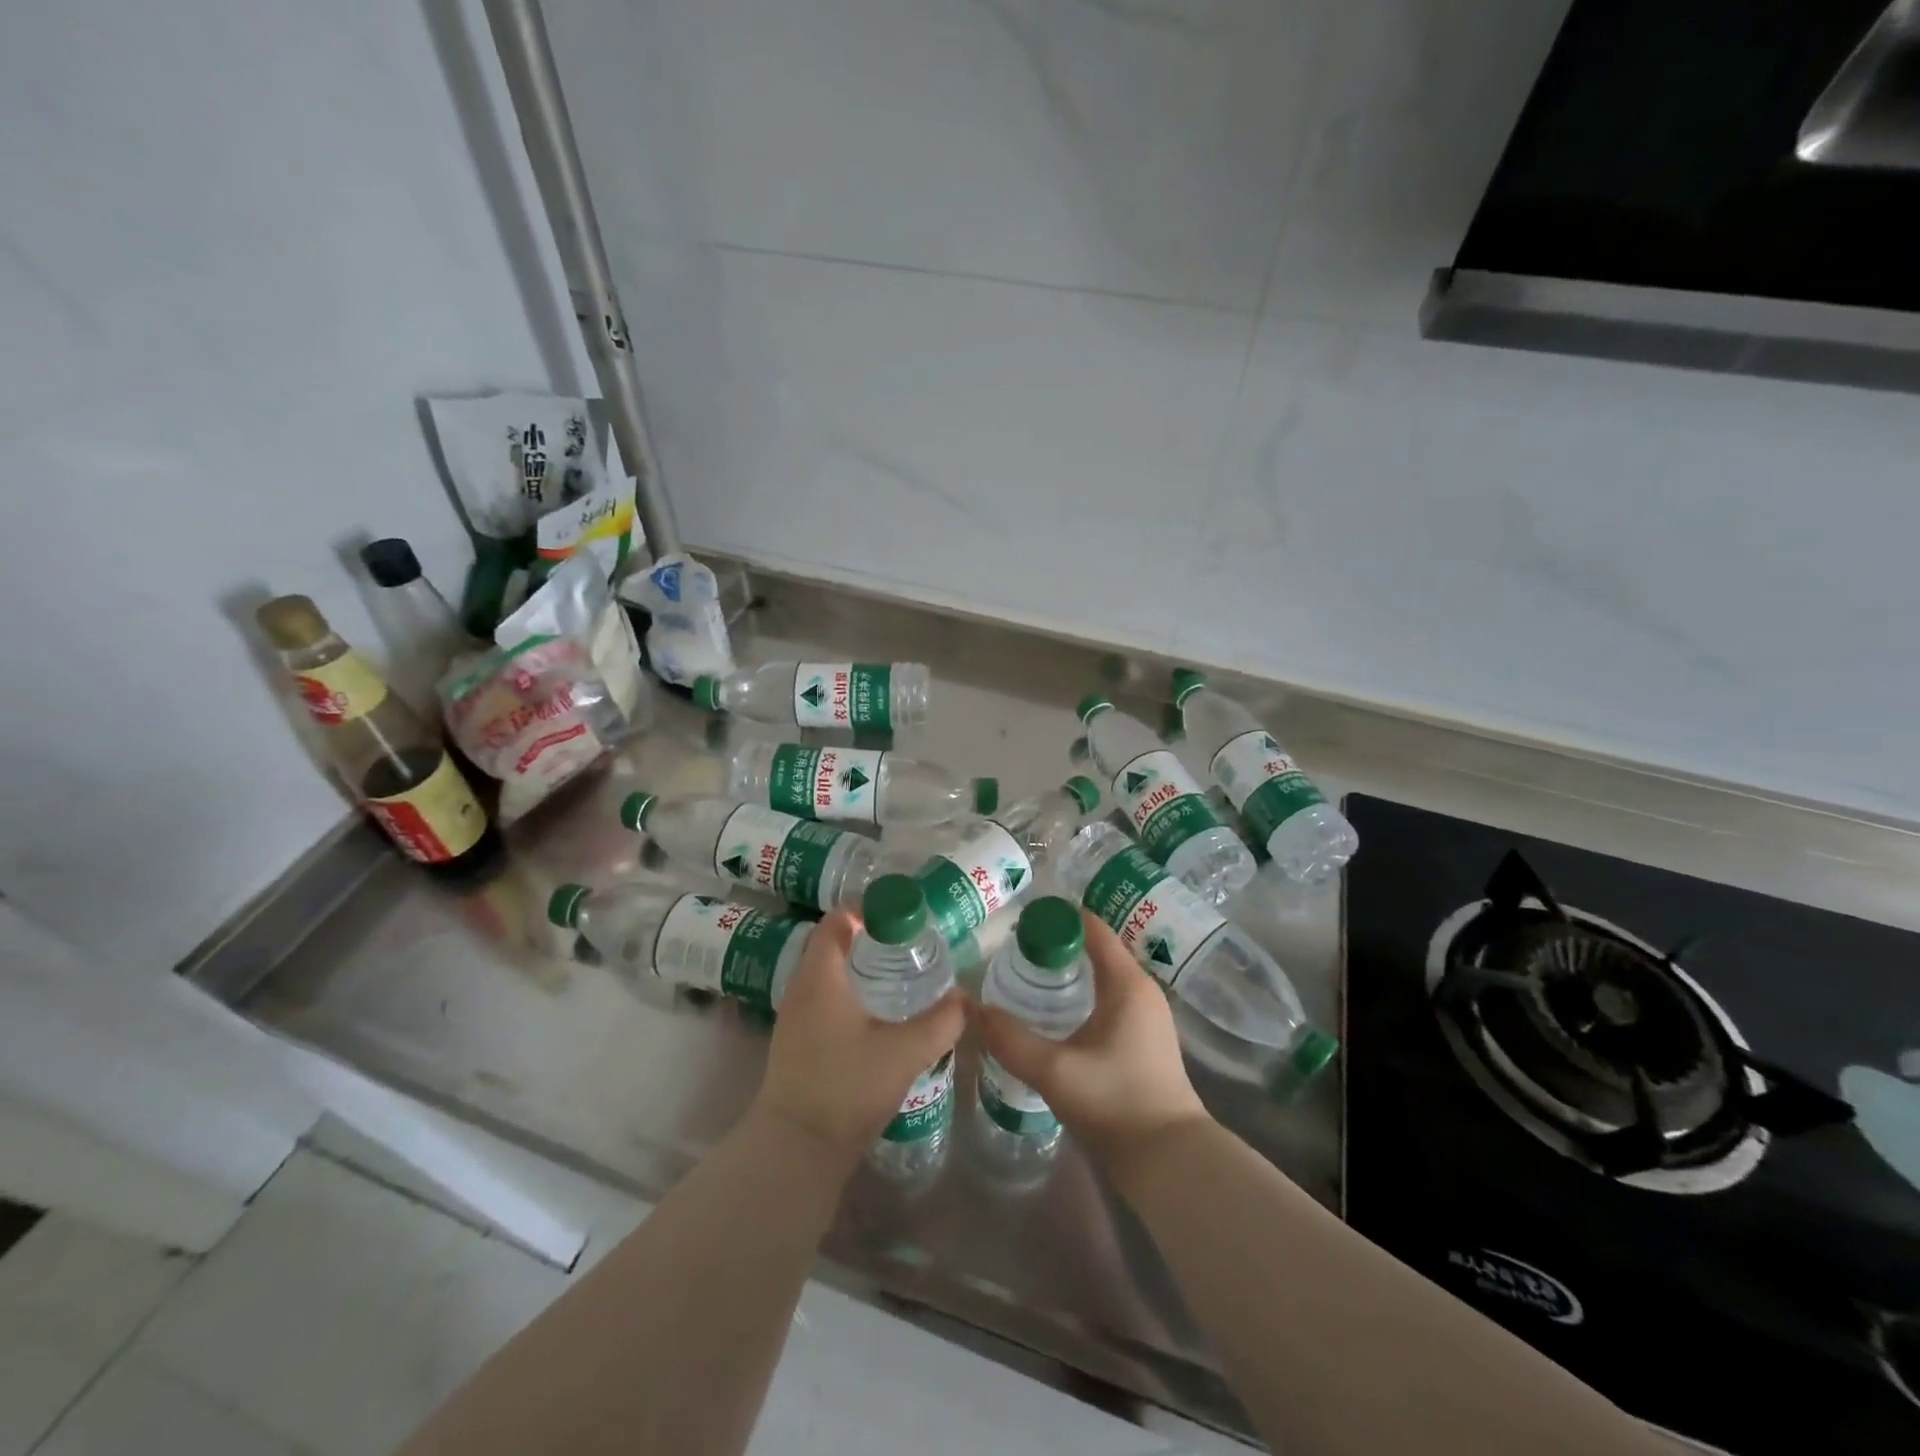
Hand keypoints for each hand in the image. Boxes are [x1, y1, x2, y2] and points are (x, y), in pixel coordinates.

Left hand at [751, 908, 965, 1173]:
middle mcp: (801, 989)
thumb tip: (966, 999)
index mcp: (820, 977)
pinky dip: (849, 994)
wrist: (796, 1149)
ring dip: (859, 969)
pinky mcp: (797, 1044)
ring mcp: (794, 1018)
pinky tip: (878, 1016)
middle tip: (908, 946)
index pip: (837, 922)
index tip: (902, 918)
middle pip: (832, 946)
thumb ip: (941, 1021)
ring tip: (899, 977)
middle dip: (869, 940)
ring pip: (827, 975)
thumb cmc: (847, 1087)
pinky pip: (823, 1000)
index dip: (867, 911)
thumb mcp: (905, 1052)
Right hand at [976, 910, 1209, 1181]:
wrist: (1168, 1160)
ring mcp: (1146, 1016)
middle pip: (1097, 949)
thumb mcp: (1055, 1070)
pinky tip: (1055, 1011)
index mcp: (1127, 983)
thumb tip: (971, 1010)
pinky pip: (1109, 998)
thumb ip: (1010, 1039)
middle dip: (1058, 944)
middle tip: (1014, 947)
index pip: (1093, 928)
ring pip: (1103, 976)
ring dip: (1070, 971)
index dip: (1058, 917)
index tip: (1022, 919)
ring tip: (1027, 974)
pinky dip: (1082, 993)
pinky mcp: (1144, 1039)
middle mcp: (1142, 990)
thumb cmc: (1115, 1103)